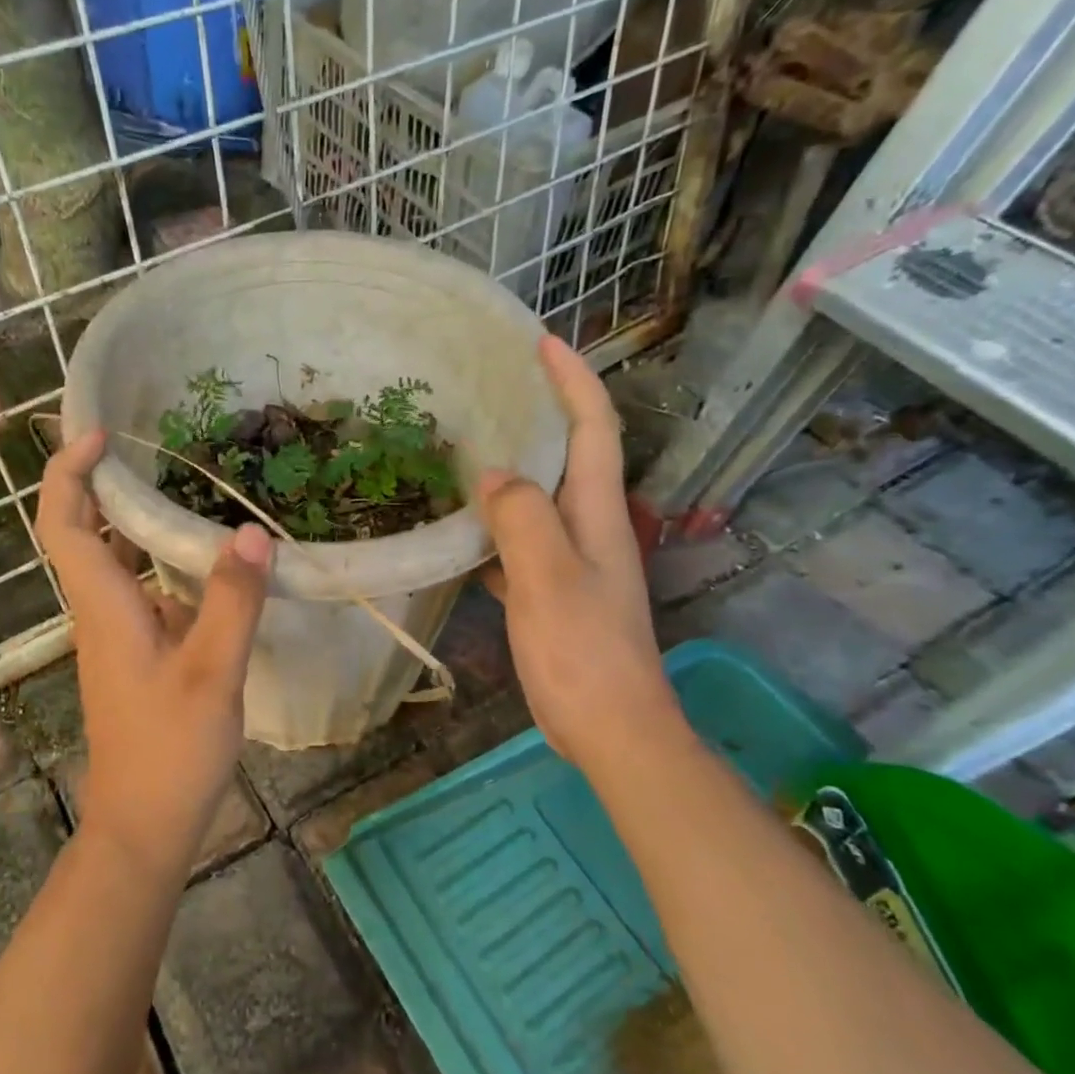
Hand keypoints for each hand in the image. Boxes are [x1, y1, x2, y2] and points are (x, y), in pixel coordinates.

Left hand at [36, 429, 271, 876]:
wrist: (143, 824)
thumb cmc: (170, 750)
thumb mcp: (212, 673)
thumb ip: (231, 602)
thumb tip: (250, 533)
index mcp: (105, 608)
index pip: (64, 524)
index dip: (69, 473)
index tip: (100, 434)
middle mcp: (100, 613)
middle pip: (80, 533)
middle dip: (97, 481)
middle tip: (143, 441)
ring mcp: (116, 635)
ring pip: (110, 561)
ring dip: (129, 518)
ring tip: (178, 482)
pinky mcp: (135, 653)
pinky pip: (137, 588)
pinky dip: (156, 558)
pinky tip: (202, 558)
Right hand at [479, 336, 685, 771]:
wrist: (612, 729)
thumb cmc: (583, 653)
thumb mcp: (548, 579)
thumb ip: (522, 519)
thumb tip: (493, 475)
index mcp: (598, 514)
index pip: (594, 428)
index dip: (573, 381)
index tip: (542, 344)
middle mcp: (592, 528)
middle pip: (570, 456)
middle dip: (541, 414)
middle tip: (492, 390)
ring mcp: (575, 562)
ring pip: (542, 500)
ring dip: (514, 471)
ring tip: (467, 450)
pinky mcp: (555, 592)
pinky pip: (523, 542)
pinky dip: (497, 526)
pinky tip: (463, 531)